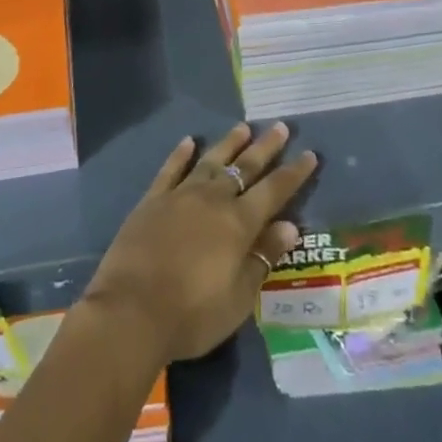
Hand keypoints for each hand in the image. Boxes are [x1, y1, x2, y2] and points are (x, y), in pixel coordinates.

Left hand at [80, 124, 317, 363]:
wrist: (131, 311)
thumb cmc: (192, 314)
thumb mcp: (239, 297)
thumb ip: (263, 257)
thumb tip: (290, 225)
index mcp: (238, 224)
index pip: (274, 191)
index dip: (293, 173)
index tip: (309, 154)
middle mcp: (213, 200)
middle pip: (244, 167)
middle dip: (265, 147)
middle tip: (280, 126)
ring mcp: (180, 195)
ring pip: (210, 161)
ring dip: (228, 144)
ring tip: (243, 127)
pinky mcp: (153, 200)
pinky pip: (171, 169)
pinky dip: (181, 154)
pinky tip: (189, 141)